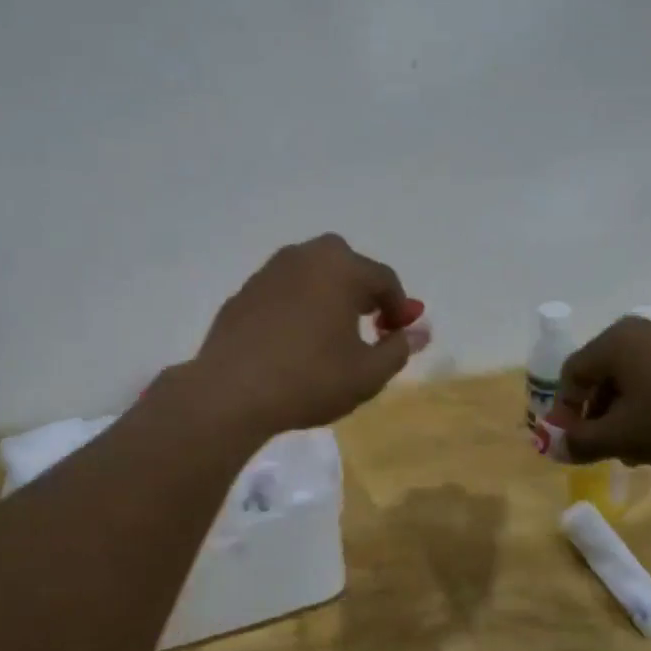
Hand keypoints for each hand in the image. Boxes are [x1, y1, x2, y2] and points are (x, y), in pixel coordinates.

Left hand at [189, 234, 422, 436]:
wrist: (231, 392)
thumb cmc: (310, 379)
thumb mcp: (367, 374)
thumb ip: (398, 348)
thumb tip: (419, 332)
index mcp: (341, 268)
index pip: (384, 280)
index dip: (400, 307)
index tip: (399, 335)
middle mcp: (305, 257)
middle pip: (346, 264)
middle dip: (362, 290)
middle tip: (368, 324)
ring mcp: (268, 272)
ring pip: (311, 274)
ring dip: (328, 295)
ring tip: (330, 333)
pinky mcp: (243, 294)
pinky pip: (283, 291)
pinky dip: (296, 306)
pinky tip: (293, 340)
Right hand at [546, 316, 650, 467]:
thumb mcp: (624, 437)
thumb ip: (582, 443)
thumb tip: (554, 448)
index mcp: (615, 342)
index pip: (571, 374)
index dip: (565, 410)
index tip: (572, 441)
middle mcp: (642, 329)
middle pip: (603, 373)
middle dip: (598, 413)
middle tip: (604, 446)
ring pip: (635, 375)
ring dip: (626, 410)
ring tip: (638, 446)